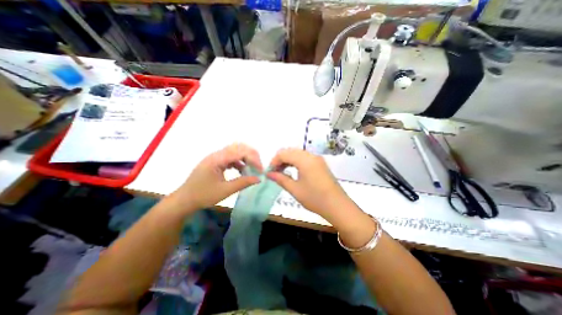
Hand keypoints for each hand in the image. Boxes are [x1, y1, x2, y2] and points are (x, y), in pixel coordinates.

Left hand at [173, 143, 263, 210]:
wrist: (184, 200)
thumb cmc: (203, 196)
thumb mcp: (225, 191)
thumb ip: (243, 183)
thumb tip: (259, 179)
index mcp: (217, 159)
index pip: (240, 151)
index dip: (253, 159)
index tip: (260, 170)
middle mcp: (217, 154)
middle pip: (239, 147)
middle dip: (251, 155)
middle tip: (258, 167)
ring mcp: (216, 157)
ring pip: (236, 150)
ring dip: (246, 158)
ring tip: (253, 169)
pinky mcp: (216, 161)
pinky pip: (231, 157)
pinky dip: (240, 162)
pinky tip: (243, 171)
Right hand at [266, 146, 349, 218]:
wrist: (337, 206)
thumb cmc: (315, 198)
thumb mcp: (295, 189)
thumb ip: (280, 179)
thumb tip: (268, 174)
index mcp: (304, 160)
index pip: (283, 153)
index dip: (274, 161)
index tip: (269, 172)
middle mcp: (311, 155)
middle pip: (290, 151)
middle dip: (280, 160)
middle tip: (275, 172)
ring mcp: (317, 159)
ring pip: (297, 153)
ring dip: (288, 160)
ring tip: (282, 172)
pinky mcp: (320, 163)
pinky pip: (304, 158)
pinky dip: (296, 162)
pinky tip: (293, 171)